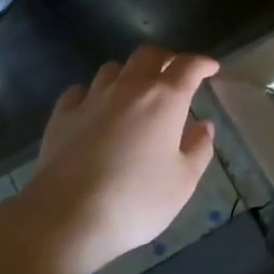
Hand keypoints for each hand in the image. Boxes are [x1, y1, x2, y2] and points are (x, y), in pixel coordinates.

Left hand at [27, 45, 218, 273]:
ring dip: (130, 72)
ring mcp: (91, 99)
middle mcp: (128, 89)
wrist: (67, 217)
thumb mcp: (183, 182)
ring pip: (113, 68)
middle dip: (166, 59)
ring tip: (136, 90)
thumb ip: (198, 148)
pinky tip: (96, 107)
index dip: (202, 63)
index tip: (211, 68)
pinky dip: (94, 92)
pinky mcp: (62, 116)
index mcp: (164, 100)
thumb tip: (204, 125)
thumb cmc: (136, 201)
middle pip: (148, 56)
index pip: (188, 67)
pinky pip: (81, 90)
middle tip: (175, 74)